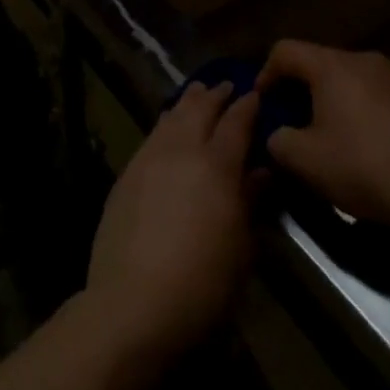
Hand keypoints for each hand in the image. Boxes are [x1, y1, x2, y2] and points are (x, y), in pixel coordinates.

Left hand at [86, 81, 260, 361]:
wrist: (133, 304)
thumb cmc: (202, 285)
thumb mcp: (241, 248)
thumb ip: (250, 202)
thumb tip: (261, 171)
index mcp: (217, 165)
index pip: (236, 122)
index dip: (248, 106)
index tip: (256, 94)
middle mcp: (183, 149)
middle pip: (200, 108)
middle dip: (216, 95)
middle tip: (227, 86)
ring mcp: (150, 157)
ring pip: (173, 115)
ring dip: (188, 101)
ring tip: (197, 93)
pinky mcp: (128, 173)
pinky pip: (152, 134)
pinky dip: (166, 121)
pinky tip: (169, 125)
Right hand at [259, 41, 389, 235]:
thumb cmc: (365, 168)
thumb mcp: (306, 162)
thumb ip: (278, 141)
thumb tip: (276, 134)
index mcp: (331, 66)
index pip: (285, 51)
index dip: (265, 74)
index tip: (262, 104)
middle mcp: (361, 59)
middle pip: (317, 63)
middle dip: (298, 90)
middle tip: (292, 123)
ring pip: (346, 78)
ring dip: (329, 100)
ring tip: (328, 135)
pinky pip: (372, 92)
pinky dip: (357, 108)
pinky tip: (364, 144)